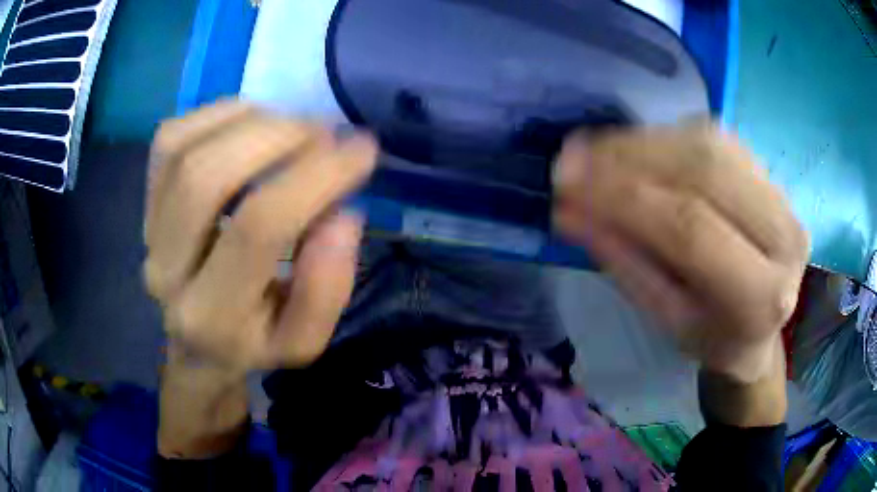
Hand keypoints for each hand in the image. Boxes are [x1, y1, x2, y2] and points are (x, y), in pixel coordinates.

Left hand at [144, 100, 377, 371]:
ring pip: (184, 148)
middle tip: (326, 132)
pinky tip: (252, 123)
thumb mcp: (304, 340)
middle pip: (208, 176)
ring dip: (250, 121)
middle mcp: (167, 270)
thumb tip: (343, 215)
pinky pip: (171, 136)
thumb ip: (327, 288)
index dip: (316, 176)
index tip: (363, 150)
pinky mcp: (144, 199)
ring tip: (294, 128)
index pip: (259, 228)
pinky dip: (217, 115)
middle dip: (278, 137)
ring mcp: (148, 229)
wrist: (195, 342)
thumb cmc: (254, 340)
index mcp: (214, 316)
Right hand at [553, 124, 808, 383]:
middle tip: (573, 157)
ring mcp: (782, 196)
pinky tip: (634, 147)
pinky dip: (665, 136)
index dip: (625, 198)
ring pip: (708, 143)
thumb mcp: (667, 319)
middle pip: (705, 170)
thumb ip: (626, 263)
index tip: (566, 183)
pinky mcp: (769, 173)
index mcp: (762, 296)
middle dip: (630, 155)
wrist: (759, 326)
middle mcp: (784, 236)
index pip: (692, 230)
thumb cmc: (712, 337)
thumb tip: (570, 211)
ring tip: (595, 150)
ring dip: (643, 140)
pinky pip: (713, 137)